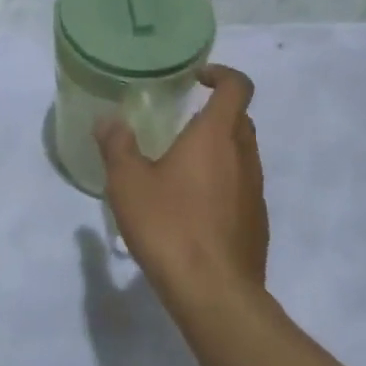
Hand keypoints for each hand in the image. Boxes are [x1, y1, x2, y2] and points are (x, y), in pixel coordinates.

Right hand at [97, 66, 267, 300]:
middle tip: (182, 122)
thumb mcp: (128, 183)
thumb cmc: (169, 226)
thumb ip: (117, 146)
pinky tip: (194, 207)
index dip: (222, 73)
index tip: (197, 78)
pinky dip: (223, 182)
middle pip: (240, 119)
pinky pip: (242, 186)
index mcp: (216, 136)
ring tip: (181, 167)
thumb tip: (108, 120)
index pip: (237, 86)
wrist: (214, 292)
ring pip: (242, 154)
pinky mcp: (257, 221)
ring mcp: (256, 190)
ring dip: (219, 150)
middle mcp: (244, 156)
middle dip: (215, 112)